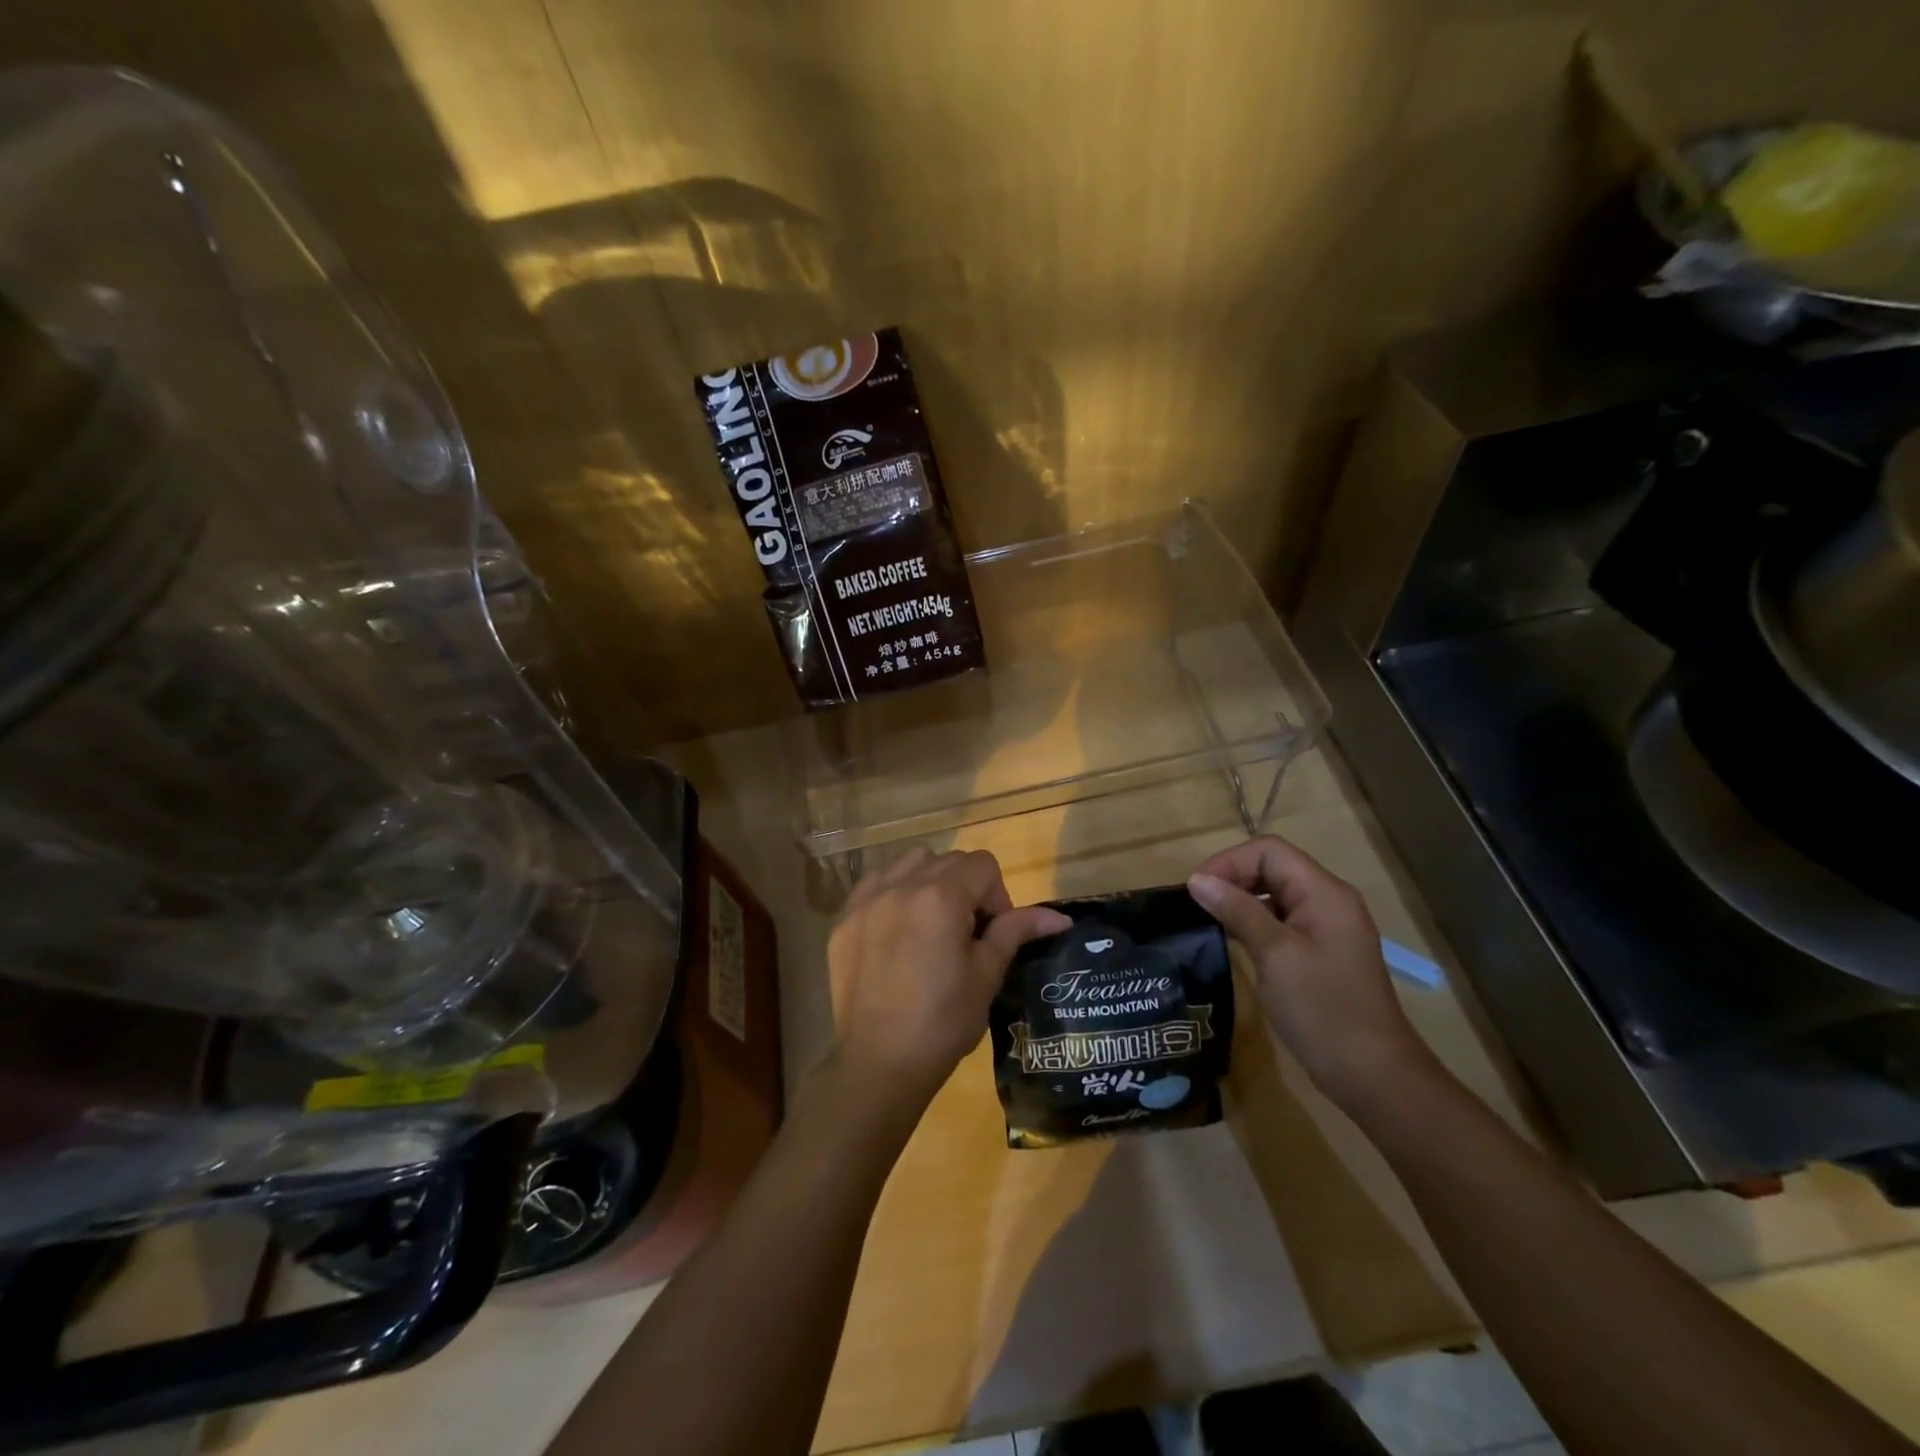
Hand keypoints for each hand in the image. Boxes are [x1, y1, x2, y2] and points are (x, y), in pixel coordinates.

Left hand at [827, 847, 1070, 1108]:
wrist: (881, 1063)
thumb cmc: (944, 1021)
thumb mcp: (987, 974)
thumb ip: (1017, 931)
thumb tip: (1060, 917)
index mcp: (941, 897)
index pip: (983, 865)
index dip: (997, 896)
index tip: (992, 934)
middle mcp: (901, 885)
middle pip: (948, 860)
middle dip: (966, 887)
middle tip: (966, 934)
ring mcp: (867, 900)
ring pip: (910, 862)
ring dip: (929, 881)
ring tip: (931, 924)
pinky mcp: (845, 919)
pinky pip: (875, 883)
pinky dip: (893, 892)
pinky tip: (897, 929)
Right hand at [1187, 836, 1432, 1107]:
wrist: (1373, 1075)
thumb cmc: (1323, 1009)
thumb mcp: (1275, 955)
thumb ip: (1237, 911)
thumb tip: (1197, 881)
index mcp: (1324, 893)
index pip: (1269, 851)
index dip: (1228, 861)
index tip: (1196, 890)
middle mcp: (1328, 901)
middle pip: (1272, 867)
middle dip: (1232, 878)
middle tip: (1198, 906)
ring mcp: (1327, 927)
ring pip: (1275, 894)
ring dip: (1240, 900)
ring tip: (1209, 921)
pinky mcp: (1321, 952)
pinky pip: (1281, 920)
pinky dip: (1254, 922)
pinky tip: (1233, 942)